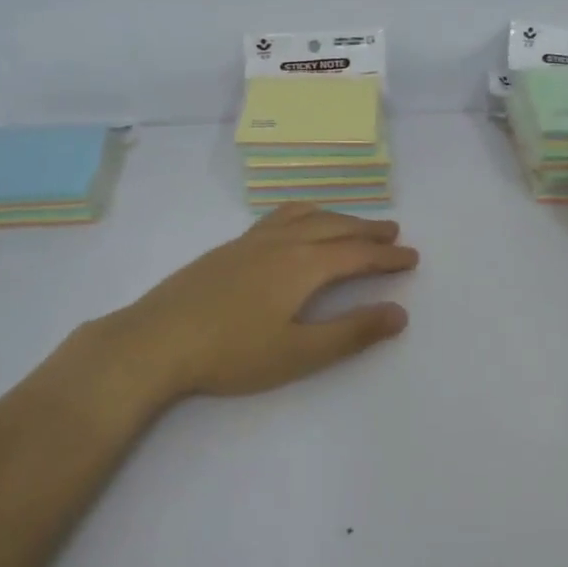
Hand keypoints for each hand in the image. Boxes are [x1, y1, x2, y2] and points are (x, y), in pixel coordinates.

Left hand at [94, 205, 418, 400]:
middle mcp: (281, 243)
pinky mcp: (228, 249)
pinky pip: (277, 217)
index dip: (387, 256)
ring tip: (351, 222)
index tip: (411, 257)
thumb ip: (351, 332)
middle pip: (334, 227)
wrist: (156, 340)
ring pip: (304, 216)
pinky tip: (294, 224)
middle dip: (367, 230)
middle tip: (392, 232)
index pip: (357, 254)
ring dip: (335, 216)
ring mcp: (250, 242)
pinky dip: (302, 213)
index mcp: (303, 266)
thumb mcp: (299, 352)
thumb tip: (399, 314)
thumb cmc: (231, 353)